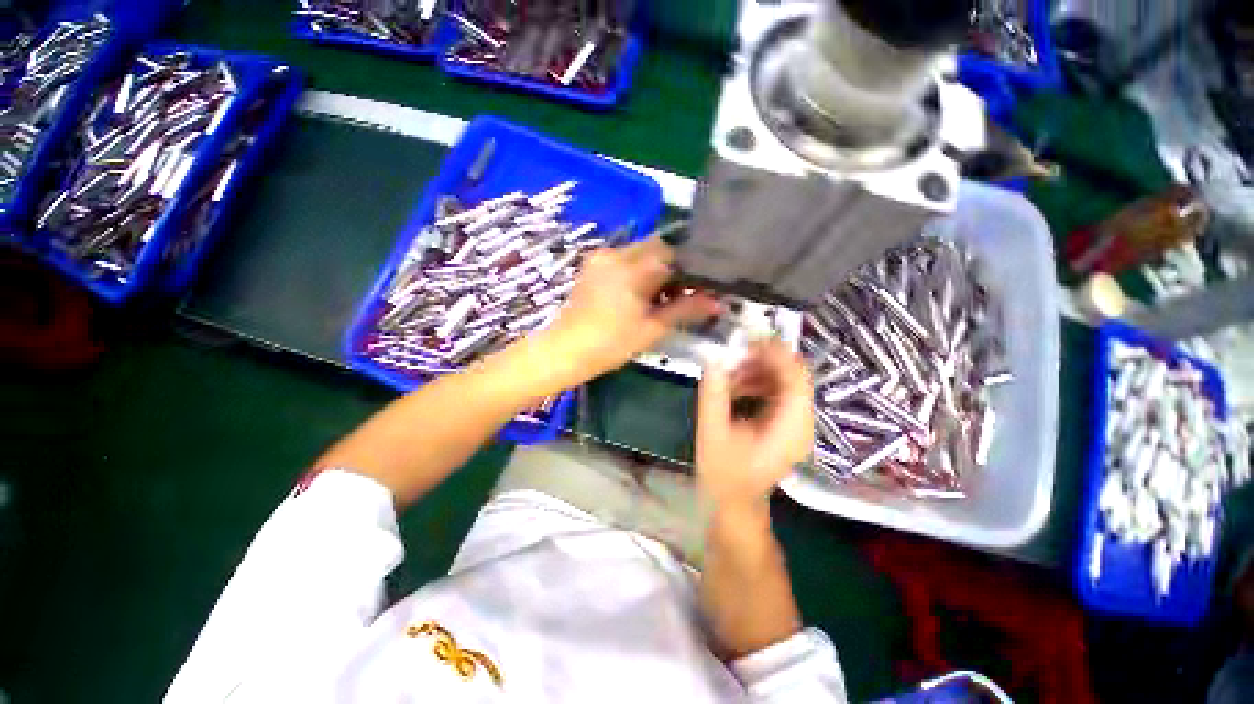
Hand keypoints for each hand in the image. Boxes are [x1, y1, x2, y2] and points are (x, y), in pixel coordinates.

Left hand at [545, 239, 720, 381]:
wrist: (567, 350)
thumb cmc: (612, 344)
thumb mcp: (653, 328)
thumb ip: (686, 309)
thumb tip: (718, 301)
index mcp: (632, 268)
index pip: (673, 255)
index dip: (689, 271)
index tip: (696, 290)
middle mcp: (616, 253)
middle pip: (657, 248)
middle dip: (671, 268)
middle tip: (676, 296)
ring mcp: (601, 257)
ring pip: (640, 251)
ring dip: (654, 268)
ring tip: (657, 297)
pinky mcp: (592, 264)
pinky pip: (623, 258)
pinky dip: (637, 269)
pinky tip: (637, 292)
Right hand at [696, 340, 813, 508]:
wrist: (736, 503)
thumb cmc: (724, 474)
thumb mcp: (712, 432)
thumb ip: (712, 393)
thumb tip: (712, 358)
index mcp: (790, 427)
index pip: (796, 376)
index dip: (775, 353)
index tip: (747, 341)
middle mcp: (802, 423)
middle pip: (793, 375)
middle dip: (763, 360)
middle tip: (733, 357)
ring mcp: (798, 424)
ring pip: (786, 381)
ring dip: (758, 371)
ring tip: (730, 373)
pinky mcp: (789, 425)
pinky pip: (779, 392)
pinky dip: (759, 383)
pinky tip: (737, 387)